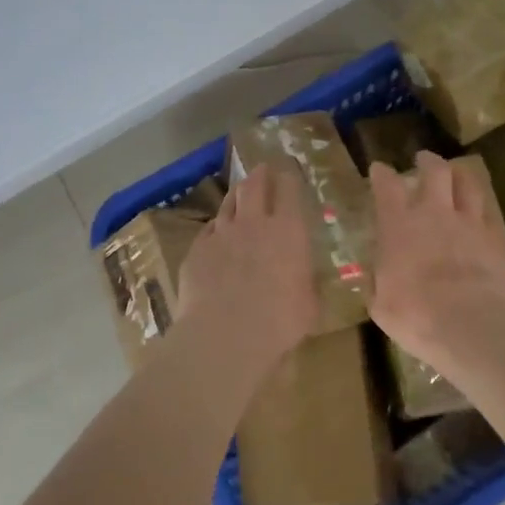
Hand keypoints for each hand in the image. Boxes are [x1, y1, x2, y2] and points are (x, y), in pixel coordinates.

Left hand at [175, 164, 317, 372]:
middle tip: (262, 169)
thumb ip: (304, 283)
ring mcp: (220, 234)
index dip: (289, 176)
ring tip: (239, 195)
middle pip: (254, 185)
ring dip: (236, 196)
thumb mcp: (308, 305)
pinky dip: (215, 230)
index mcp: (288, 231)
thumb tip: (303, 278)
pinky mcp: (196, 250)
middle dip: (259, 174)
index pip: (289, 189)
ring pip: (227, 203)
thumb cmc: (279, 322)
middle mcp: (253, 223)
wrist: (224, 335)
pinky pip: (208, 231)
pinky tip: (216, 236)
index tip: (289, 169)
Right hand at [368, 151, 504, 377]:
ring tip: (456, 173)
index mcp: (399, 226)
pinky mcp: (497, 238)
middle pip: (434, 171)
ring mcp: (470, 223)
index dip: (381, 174)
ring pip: (467, 183)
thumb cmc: (418, 318)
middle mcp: (434, 214)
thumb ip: (377, 283)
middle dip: (427, 161)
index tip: (379, 169)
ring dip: (459, 174)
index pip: (387, 186)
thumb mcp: (381, 306)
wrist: (475, 329)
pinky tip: (480, 209)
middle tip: (423, 160)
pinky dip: (481, 204)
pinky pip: (489, 210)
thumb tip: (375, 276)